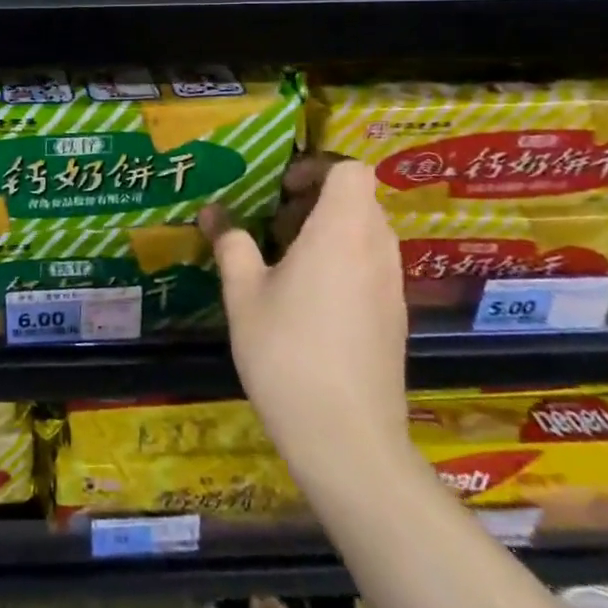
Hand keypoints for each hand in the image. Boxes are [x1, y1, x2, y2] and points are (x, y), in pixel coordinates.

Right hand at [201, 161, 408, 487]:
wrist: (346, 439)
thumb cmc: (287, 353)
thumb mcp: (243, 295)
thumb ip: (231, 245)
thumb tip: (213, 213)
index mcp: (341, 233)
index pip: (351, 170)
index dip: (317, 168)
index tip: (281, 190)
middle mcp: (376, 250)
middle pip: (360, 199)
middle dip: (316, 200)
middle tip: (273, 224)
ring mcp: (391, 285)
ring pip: (367, 233)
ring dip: (329, 231)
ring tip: (285, 261)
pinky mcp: (394, 316)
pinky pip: (372, 265)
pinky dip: (343, 262)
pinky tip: (308, 299)